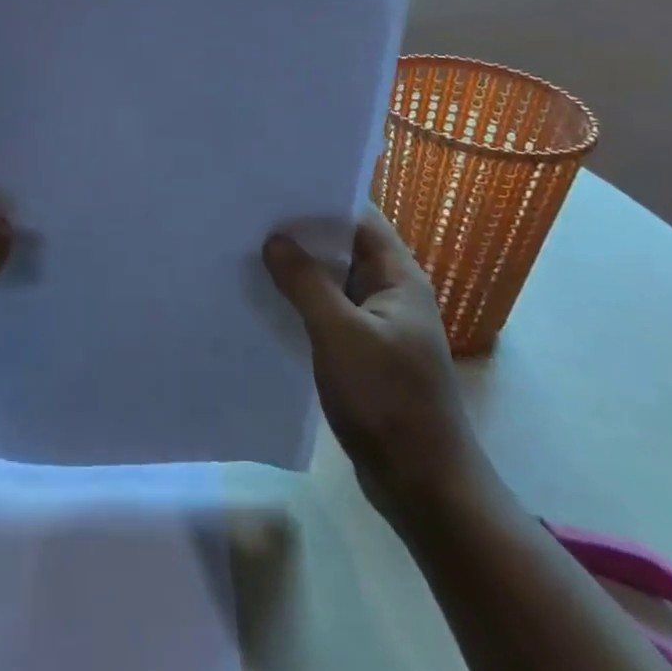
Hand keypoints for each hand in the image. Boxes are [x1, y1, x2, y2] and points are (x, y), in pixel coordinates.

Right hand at [264, 210, 484, 513]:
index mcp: (399, 277)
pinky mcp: (362, 352)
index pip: (359, 218)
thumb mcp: (340, 334)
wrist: (423, 485)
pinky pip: (327, 312)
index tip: (274, 185)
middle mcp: (391, 293)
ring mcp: (377, 324)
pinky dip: (300, 302)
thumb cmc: (387, 400)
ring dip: (297, 269)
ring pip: (332, 281)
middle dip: (300, 232)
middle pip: (343, 247)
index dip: (321, 198)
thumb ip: (306, 283)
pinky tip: (264, 299)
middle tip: (249, 215)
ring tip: (247, 249)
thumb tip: (274, 239)